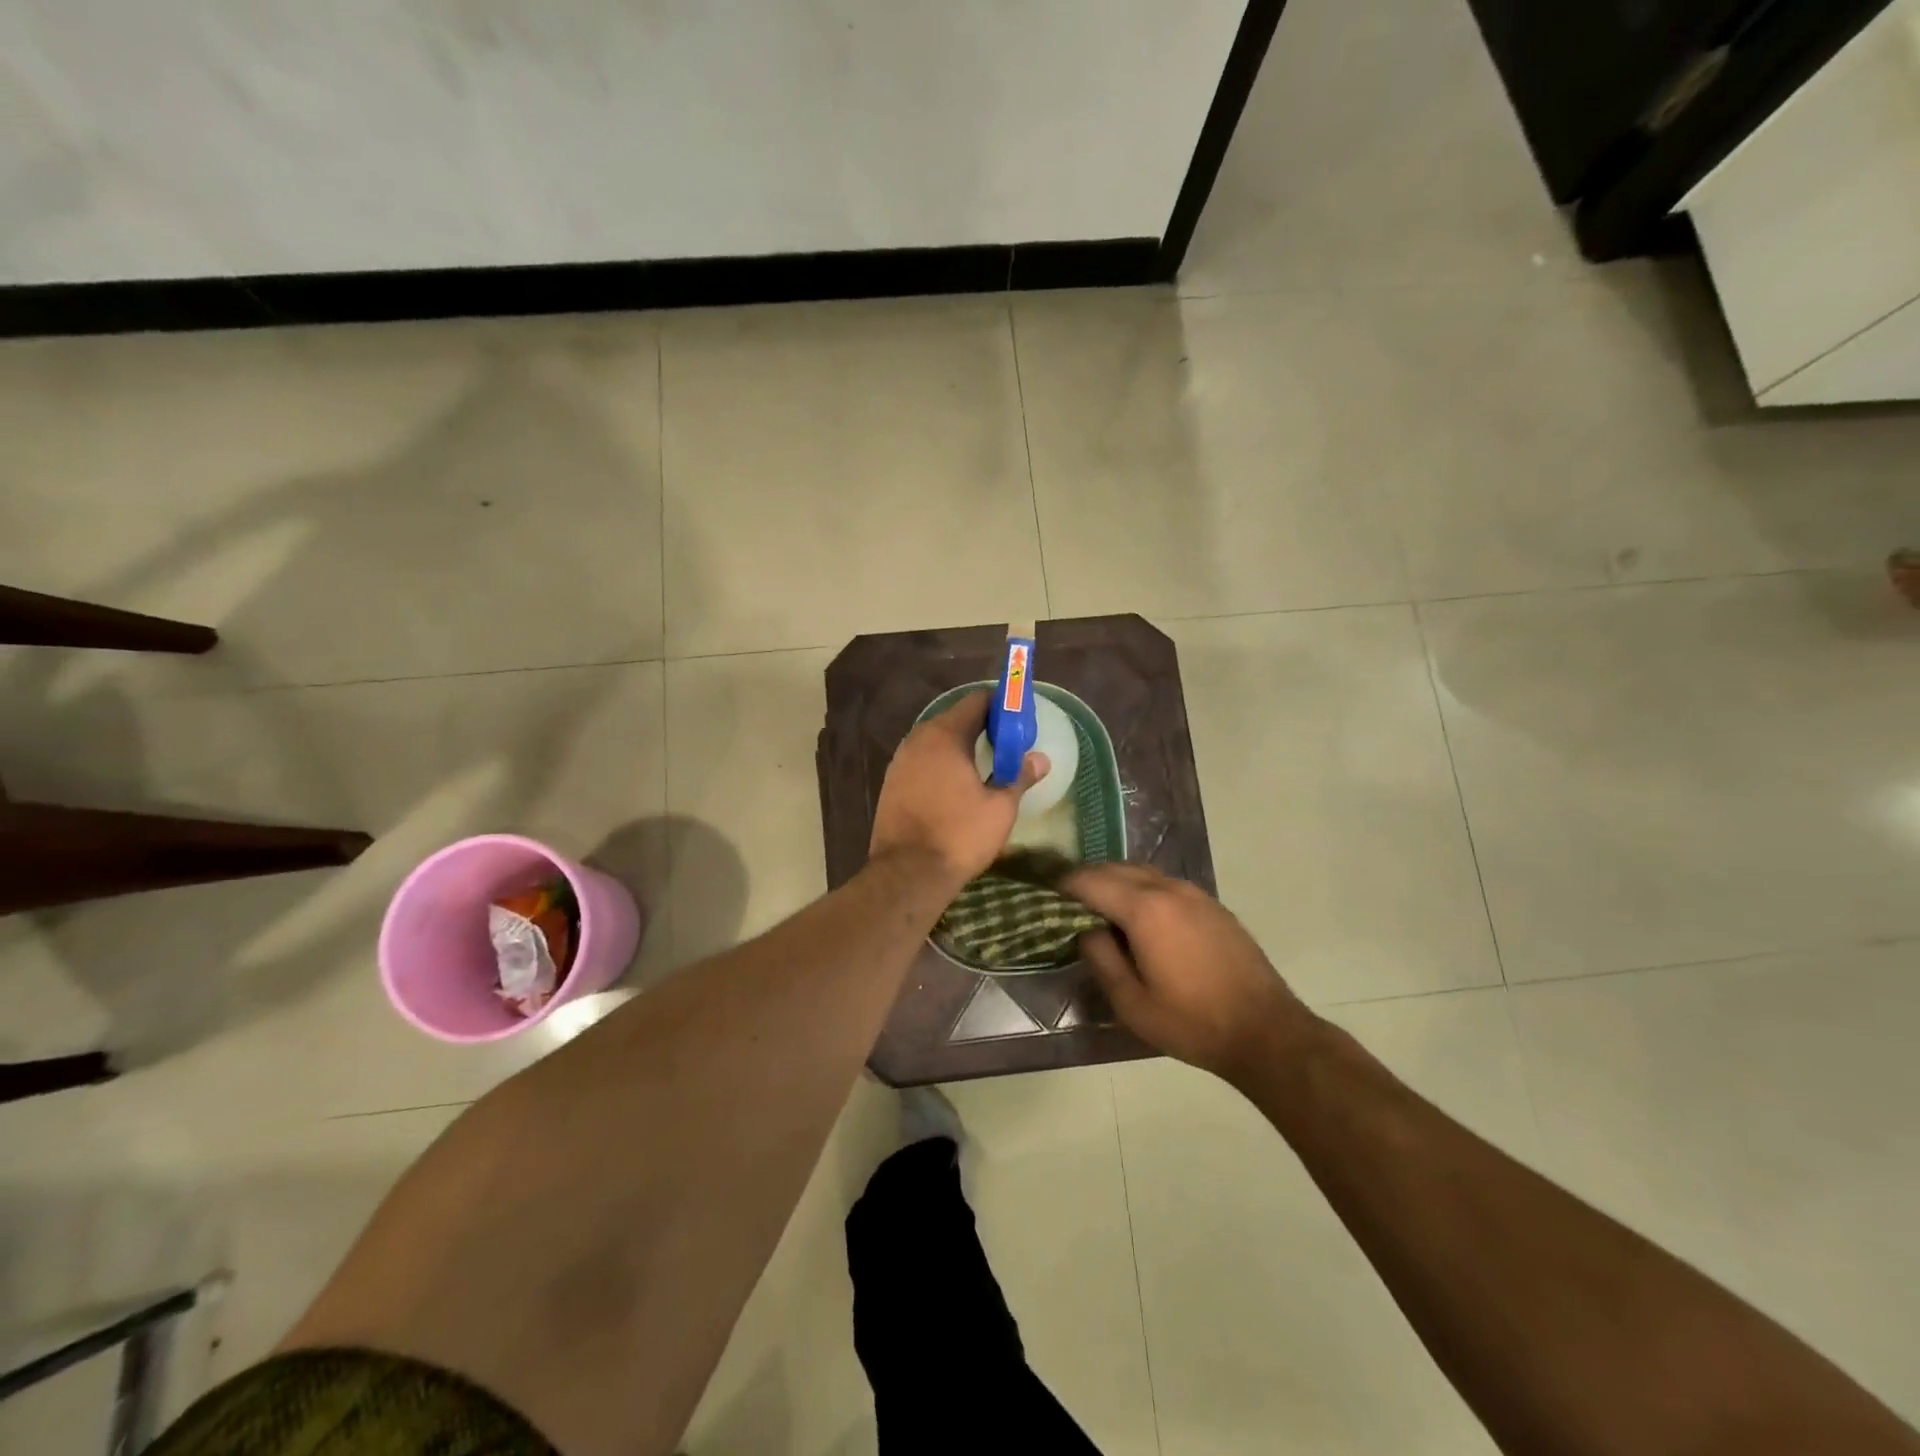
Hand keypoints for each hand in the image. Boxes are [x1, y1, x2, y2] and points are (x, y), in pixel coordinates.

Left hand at [871, 692, 1048, 884]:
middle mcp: (918, 739)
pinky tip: (956, 784)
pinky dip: (941, 763)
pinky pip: (922, 760)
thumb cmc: (959, 835)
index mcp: (945, 735)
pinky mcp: (891, 782)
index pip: (976, 701)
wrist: (907, 873)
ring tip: (985, 765)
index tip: (1019, 721)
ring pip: (936, 740)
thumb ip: (1020, 776)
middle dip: (982, 726)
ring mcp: (900, 760)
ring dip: (960, 746)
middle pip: (954, 718)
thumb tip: (1040, 759)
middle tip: (1007, 745)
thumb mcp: (1000, 807)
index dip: (1001, 706)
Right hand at [1066, 864, 1315, 1084]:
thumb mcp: (1131, 1002)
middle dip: (1087, 879)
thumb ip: (1101, 958)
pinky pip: (1165, 884)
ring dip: (1116, 881)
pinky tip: (1140, 918)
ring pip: (1142, 872)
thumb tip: (1086, 930)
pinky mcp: (1212, 905)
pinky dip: (1142, 889)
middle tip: (1066, 901)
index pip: (1091, 881)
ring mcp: (1195, 894)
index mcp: (1144, 909)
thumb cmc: (1192, 1022)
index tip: (1044, 893)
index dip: (1063, 884)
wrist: (1266, 1031)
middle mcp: (1168, 889)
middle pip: (1116, 868)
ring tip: (1099, 908)